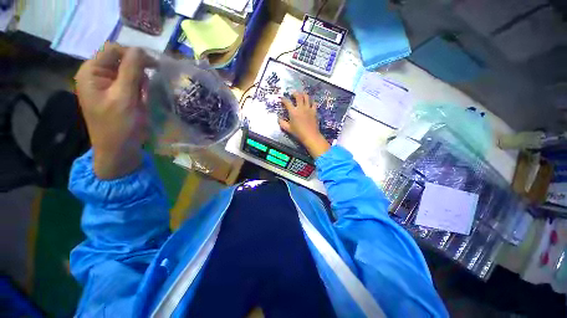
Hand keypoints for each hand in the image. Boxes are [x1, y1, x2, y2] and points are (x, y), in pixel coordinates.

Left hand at [74, 43, 154, 178]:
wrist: (119, 151)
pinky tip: (142, 101)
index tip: (154, 67)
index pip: (113, 50)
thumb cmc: (119, 126)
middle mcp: (97, 75)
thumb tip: (141, 49)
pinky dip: (140, 90)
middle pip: (121, 60)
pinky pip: (132, 84)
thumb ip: (131, 71)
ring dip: (141, 82)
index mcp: (91, 72)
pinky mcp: (117, 95)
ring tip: (143, 98)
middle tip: (147, 88)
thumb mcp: (124, 97)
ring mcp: (107, 86)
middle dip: (138, 72)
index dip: (133, 54)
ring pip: (129, 73)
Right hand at [279, 92, 329, 157]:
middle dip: (294, 93)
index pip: (287, 102)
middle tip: (293, 94)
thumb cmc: (298, 133)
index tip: (282, 98)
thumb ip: (282, 123)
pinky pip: (314, 103)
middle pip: (298, 96)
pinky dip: (311, 101)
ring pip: (306, 97)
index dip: (283, 99)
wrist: (310, 135)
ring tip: (301, 95)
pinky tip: (310, 102)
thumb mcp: (288, 129)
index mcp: (293, 112)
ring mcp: (308, 108)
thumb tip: (279, 119)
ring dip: (303, 94)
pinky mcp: (314, 111)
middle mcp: (301, 108)